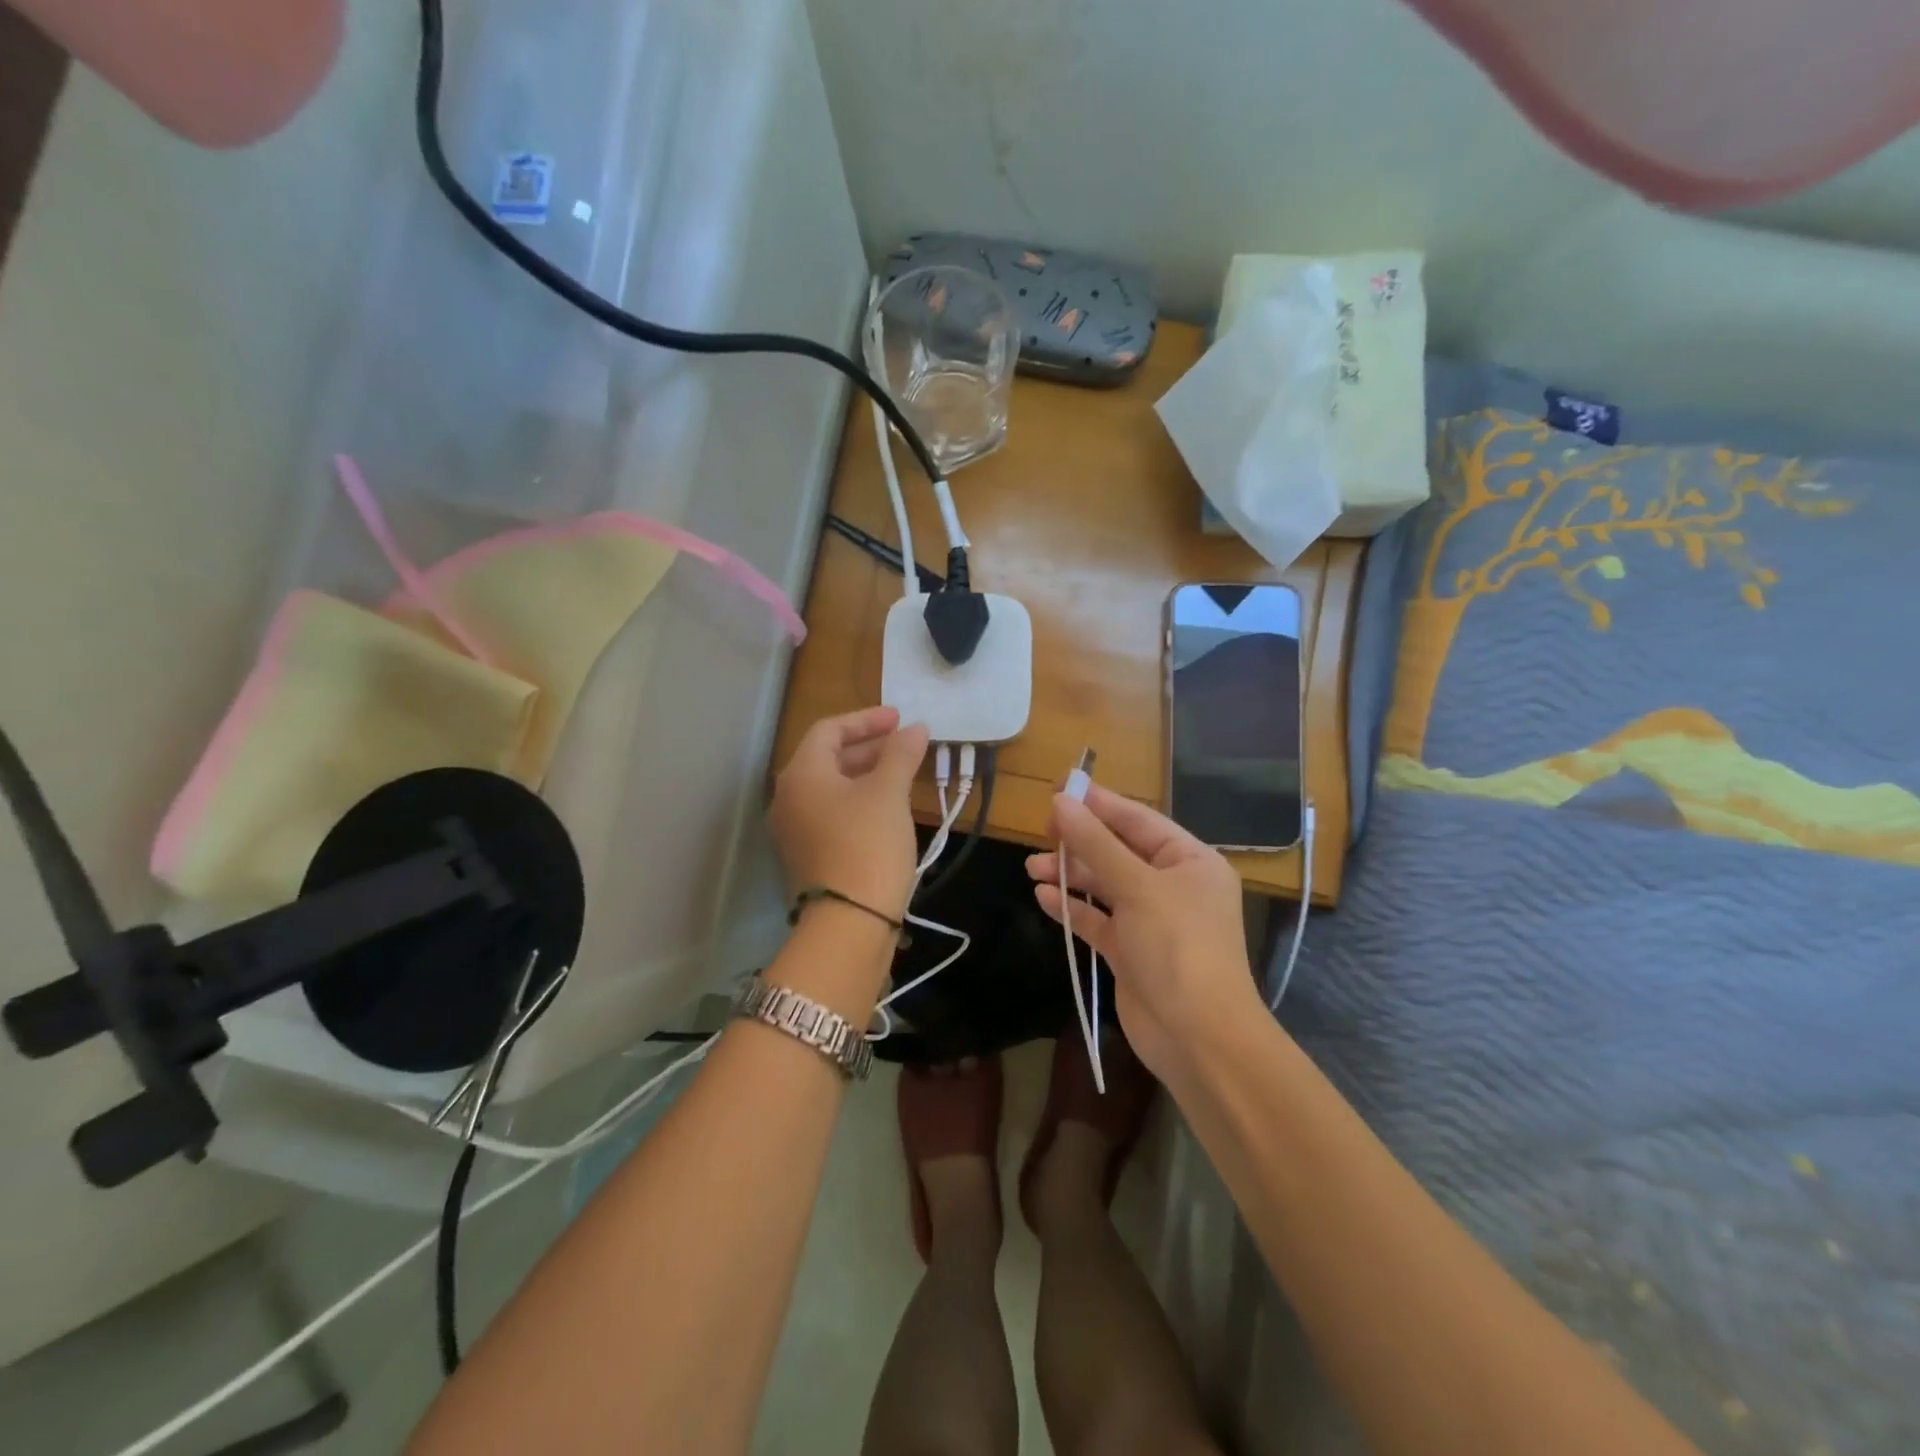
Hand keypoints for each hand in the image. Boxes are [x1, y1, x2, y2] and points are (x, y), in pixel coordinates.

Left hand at [770, 707, 927, 916]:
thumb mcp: (889, 793)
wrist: (849, 923)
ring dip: (864, 774)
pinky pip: (830, 813)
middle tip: (904, 745)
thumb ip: (900, 754)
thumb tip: (916, 728)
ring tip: (901, 774)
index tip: (900, 719)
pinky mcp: (806, 856)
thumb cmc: (868, 844)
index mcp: (801, 774)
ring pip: (830, 788)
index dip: (866, 719)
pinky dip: (857, 801)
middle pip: (827, 758)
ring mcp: (793, 830)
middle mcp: (788, 797)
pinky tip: (886, 809)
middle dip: (867, 747)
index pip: (829, 730)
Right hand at [1027, 785, 1262, 1082]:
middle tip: (1042, 829)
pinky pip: (1097, 919)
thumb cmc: (1177, 946)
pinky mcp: (1130, 952)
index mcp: (1190, 861)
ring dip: (1070, 874)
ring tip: (1032, 866)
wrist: (1197, 1037)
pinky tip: (1043, 896)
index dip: (1099, 803)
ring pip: (1104, 886)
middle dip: (1081, 841)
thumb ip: (1095, 843)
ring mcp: (1151, 921)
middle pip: (1119, 851)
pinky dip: (1072, 908)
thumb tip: (1060, 802)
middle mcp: (1173, 886)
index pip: (1139, 820)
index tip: (1060, 788)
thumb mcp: (1137, 887)